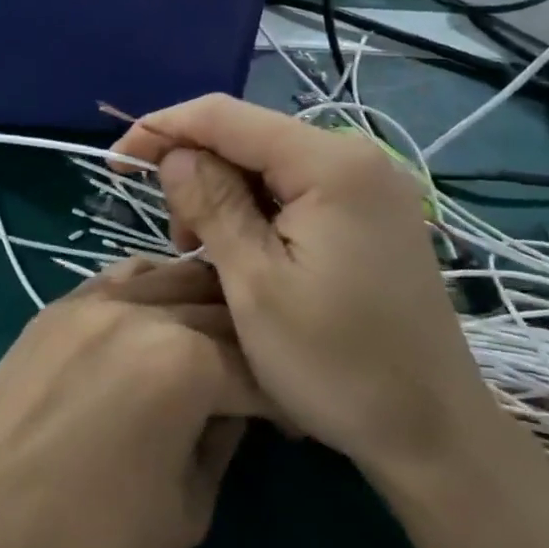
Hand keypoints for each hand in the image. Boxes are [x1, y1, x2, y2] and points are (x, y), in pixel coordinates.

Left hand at [0, 257, 264, 547]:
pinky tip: (160, 320)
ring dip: (208, 306)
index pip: (259, 365)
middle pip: (221, 311)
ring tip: (216, 345)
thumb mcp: (186, 512)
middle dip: (252, 347)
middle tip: (260, 386)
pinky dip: (157, 289)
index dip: (286, 399)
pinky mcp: (57, 307)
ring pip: (175, 278)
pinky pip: (124, 277)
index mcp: (184, 362)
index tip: (292, 426)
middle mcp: (142, 312)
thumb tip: (235, 410)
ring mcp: (93, 301)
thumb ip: (223, 444)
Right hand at [112, 95, 479, 478]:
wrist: (432, 431)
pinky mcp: (376, 216)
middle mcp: (358, 157)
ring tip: (210, 255)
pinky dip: (260, 214)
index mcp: (330, 163)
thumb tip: (175, 153)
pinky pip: (300, 193)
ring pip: (272, 166)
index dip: (163, 129)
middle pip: (251, 138)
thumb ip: (211, 204)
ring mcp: (373, 186)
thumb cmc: (336, 363)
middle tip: (178, 239)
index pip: (225, 116)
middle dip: (199, 172)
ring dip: (227, 198)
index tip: (116, 162)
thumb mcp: (255, 284)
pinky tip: (249, 254)